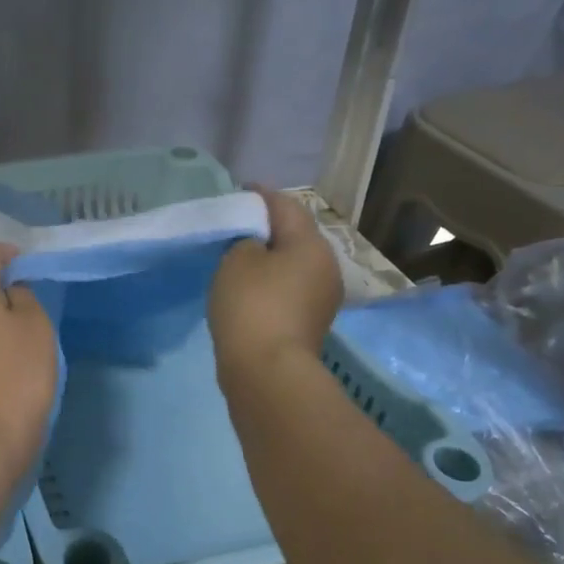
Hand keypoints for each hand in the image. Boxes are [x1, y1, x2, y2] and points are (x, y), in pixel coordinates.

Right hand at [209, 188, 341, 378]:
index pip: (285, 205)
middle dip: (268, 226)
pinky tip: (250, 287)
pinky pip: (291, 287)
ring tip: (240, 257)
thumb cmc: (252, 305)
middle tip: (236, 225)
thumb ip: (245, 239)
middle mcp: (327, 265)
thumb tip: (256, 245)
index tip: (238, 191)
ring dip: (270, 256)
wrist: (267, 371)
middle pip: (295, 234)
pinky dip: (272, 281)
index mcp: (311, 243)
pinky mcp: (311, 321)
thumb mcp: (237, 259)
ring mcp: (323, 296)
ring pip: (294, 263)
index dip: (259, 195)